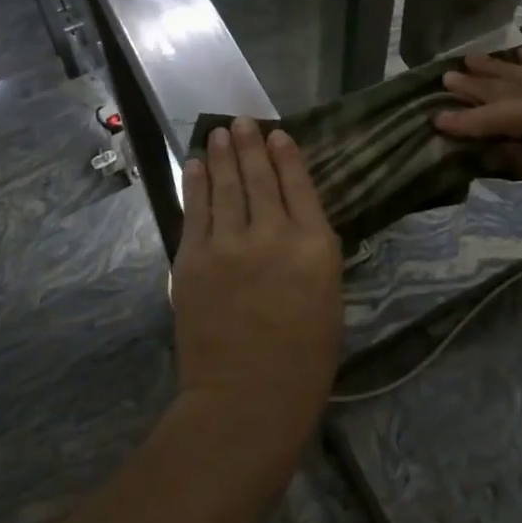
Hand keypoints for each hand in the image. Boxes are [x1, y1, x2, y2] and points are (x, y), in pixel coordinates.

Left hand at [172, 119, 343, 462]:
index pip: (299, 185)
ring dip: (221, 155)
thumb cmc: (303, 360)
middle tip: (243, 120)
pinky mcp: (192, 259)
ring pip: (225, 185)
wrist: (244, 401)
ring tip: (219, 132)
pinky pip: (195, 210)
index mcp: (314, 246)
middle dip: (250, 144)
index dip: (286, 156)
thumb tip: (296, 221)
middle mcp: (272, 234)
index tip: (278, 134)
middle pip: (259, 177)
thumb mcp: (329, 299)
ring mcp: (228, 244)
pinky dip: (195, 183)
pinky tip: (194, 164)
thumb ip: (313, 253)